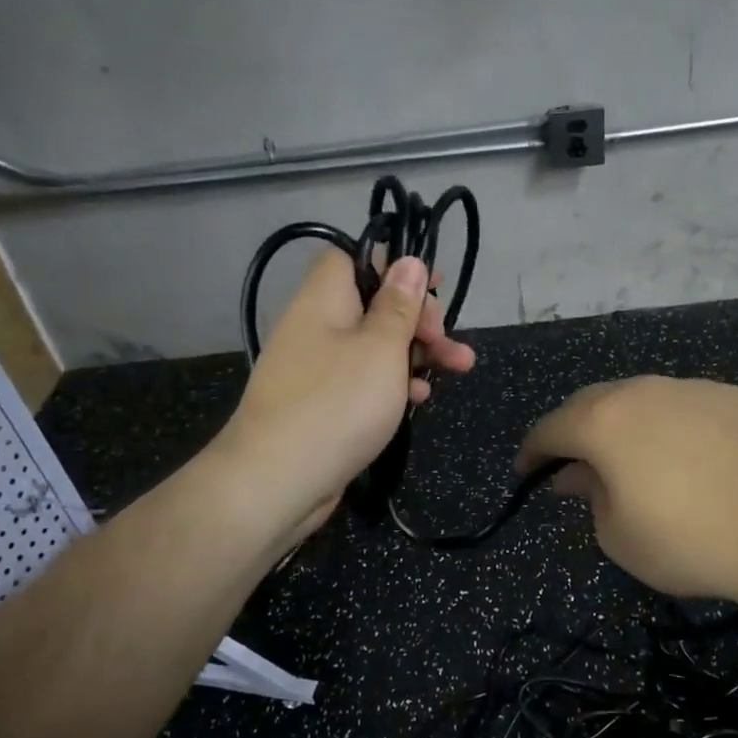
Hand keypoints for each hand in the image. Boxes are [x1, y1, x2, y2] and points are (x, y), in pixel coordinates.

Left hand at [213, 248, 474, 548]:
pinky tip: (420, 400)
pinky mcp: (323, 404)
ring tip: (460, 367)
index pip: (355, 257)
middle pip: (374, 304)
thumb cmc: (338, 403)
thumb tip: (408, 261)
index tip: (431, 286)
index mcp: (325, 298)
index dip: (395, 266)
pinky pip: (363, 380)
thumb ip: (399, 304)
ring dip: (417, 354)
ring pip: (375, 346)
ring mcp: (318, 367)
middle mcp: (317, 326)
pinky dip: (393, 385)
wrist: (277, 480)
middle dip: (419, 319)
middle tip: (448, 340)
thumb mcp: (381, 348)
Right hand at [517, 377, 737, 605]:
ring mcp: (691, 388)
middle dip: (575, 432)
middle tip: (574, 465)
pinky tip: (689, 459)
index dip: (532, 453)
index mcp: (604, 421)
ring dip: (624, 426)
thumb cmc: (691, 539)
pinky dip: (670, 427)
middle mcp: (642, 390)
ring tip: (633, 461)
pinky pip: (684, 407)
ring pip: (641, 400)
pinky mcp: (733, 396)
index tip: (527, 474)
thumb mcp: (619, 536)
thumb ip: (589, 497)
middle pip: (592, 404)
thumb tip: (577, 474)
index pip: (550, 429)